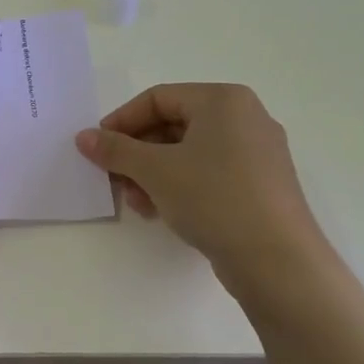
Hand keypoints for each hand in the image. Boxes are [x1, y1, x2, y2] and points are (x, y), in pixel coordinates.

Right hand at [74, 83, 327, 297]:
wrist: (279, 264)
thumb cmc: (214, 198)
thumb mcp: (154, 171)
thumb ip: (115, 149)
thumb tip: (83, 137)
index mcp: (223, 100)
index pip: (157, 98)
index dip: (121, 121)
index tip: (97, 148)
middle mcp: (245, 118)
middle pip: (172, 125)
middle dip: (137, 153)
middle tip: (114, 179)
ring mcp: (258, 153)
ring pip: (189, 152)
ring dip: (153, 173)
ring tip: (136, 202)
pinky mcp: (262, 185)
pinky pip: (209, 173)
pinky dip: (180, 185)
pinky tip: (161, 211)